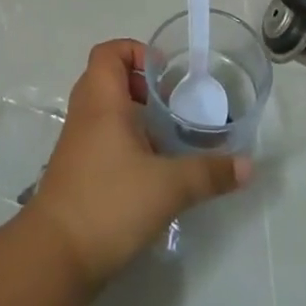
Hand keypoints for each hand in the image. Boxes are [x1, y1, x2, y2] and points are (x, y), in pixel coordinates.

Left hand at [26, 39, 249, 286]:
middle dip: (141, 84)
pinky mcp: (76, 170)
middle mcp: (85, 112)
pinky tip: (150, 169)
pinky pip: (101, 136)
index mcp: (101, 100)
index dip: (136, 51)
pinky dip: (124, 140)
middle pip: (108, 77)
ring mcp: (77, 142)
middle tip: (171, 104)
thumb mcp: (169, 186)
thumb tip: (249, 166)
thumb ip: (209, 172)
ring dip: (134, 114)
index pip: (109, 52)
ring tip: (167, 136)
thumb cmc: (109, 202)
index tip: (165, 73)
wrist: (55, 255)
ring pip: (105, 109)